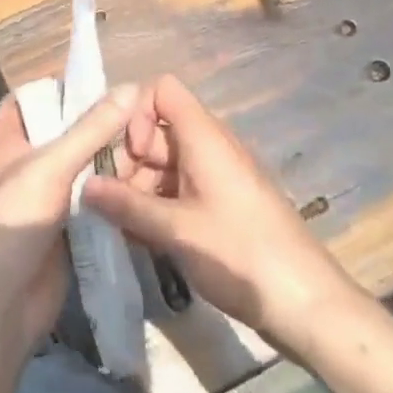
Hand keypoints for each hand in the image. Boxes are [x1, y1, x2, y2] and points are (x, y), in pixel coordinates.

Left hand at [0, 83, 141, 356]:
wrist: (1, 306)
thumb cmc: (14, 222)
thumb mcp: (50, 166)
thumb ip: (91, 129)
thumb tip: (129, 86)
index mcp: (12, 145)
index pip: (23, 103)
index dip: (49, 89)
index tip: (91, 82)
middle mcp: (31, 169)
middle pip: (64, 136)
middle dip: (97, 126)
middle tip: (139, 114)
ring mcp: (51, 203)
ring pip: (86, 171)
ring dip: (113, 161)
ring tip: (153, 145)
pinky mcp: (72, 233)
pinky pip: (97, 204)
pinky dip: (116, 194)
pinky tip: (148, 185)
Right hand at [82, 75, 361, 353]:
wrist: (307, 302)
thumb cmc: (241, 255)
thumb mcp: (177, 231)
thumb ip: (127, 205)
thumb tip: (85, 185)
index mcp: (204, 136)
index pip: (161, 89)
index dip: (135, 114)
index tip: (127, 156)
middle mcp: (212, 146)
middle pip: (159, 128)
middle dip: (130, 159)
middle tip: (112, 201)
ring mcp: (220, 176)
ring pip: (168, 162)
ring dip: (142, 187)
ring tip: (125, 227)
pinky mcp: (225, 204)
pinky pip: (183, 187)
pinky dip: (161, 204)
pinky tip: (146, 239)